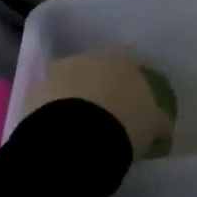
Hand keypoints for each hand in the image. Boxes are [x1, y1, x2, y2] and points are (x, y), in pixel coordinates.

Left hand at [26, 49, 172, 159]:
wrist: (76, 138)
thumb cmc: (124, 125)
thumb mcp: (152, 126)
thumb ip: (158, 121)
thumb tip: (163, 125)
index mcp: (122, 58)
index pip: (130, 64)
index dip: (131, 84)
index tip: (134, 105)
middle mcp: (88, 57)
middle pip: (97, 70)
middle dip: (100, 89)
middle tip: (107, 117)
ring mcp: (57, 73)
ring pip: (70, 84)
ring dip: (75, 100)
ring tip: (82, 130)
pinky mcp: (33, 93)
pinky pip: (49, 103)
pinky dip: (55, 114)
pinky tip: (62, 135)